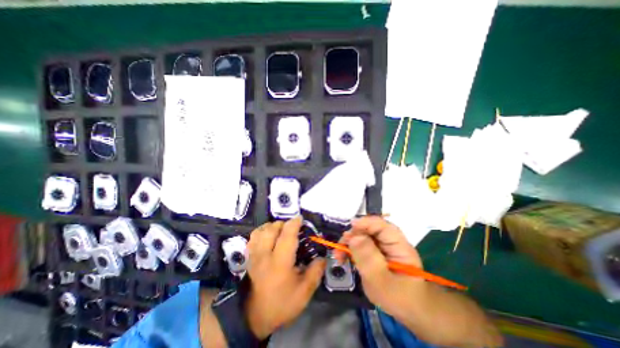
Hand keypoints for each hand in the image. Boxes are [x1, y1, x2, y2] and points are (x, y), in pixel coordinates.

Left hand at [245, 217, 326, 339]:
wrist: (254, 317)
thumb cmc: (281, 304)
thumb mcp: (304, 293)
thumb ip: (315, 272)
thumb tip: (322, 257)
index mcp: (280, 262)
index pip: (287, 235)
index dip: (294, 223)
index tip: (301, 219)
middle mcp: (265, 254)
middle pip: (273, 228)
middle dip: (284, 224)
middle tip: (293, 229)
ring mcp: (254, 254)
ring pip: (262, 230)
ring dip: (273, 226)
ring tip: (281, 230)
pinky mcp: (249, 256)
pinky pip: (253, 236)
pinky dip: (262, 231)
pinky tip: (268, 235)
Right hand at [334, 218, 426, 317]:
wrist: (409, 312)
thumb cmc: (399, 299)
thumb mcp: (381, 281)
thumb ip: (368, 258)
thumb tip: (353, 236)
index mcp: (399, 245)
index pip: (382, 226)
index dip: (365, 223)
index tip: (348, 230)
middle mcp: (390, 241)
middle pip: (369, 229)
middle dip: (352, 235)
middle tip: (340, 248)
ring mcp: (382, 246)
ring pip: (362, 236)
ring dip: (348, 243)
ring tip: (339, 256)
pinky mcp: (375, 252)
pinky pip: (360, 245)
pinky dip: (350, 249)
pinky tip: (343, 258)